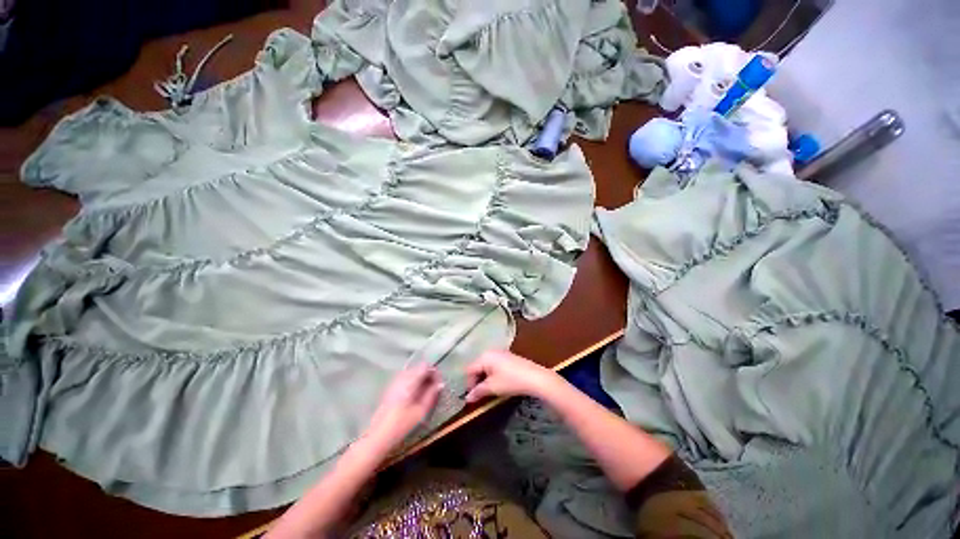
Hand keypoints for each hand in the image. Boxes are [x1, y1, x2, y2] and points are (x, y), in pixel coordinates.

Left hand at [365, 364, 443, 448]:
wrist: (378, 435)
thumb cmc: (401, 425)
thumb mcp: (421, 412)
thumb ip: (432, 395)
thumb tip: (440, 384)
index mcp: (409, 382)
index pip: (425, 366)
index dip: (434, 371)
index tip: (439, 381)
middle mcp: (401, 377)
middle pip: (418, 366)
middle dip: (428, 374)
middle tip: (434, 386)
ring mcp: (394, 381)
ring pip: (412, 371)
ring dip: (421, 377)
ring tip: (426, 390)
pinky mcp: (391, 386)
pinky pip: (406, 376)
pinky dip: (413, 380)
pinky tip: (415, 392)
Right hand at [463, 350, 558, 403]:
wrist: (534, 377)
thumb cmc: (511, 381)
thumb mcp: (492, 387)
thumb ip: (478, 391)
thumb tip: (467, 398)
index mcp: (484, 356)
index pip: (470, 369)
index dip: (469, 384)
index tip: (473, 396)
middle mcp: (490, 351)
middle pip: (477, 366)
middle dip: (477, 380)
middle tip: (480, 394)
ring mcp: (500, 353)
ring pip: (486, 366)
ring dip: (485, 378)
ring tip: (489, 390)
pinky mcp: (508, 357)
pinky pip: (494, 365)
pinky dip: (493, 374)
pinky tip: (499, 383)